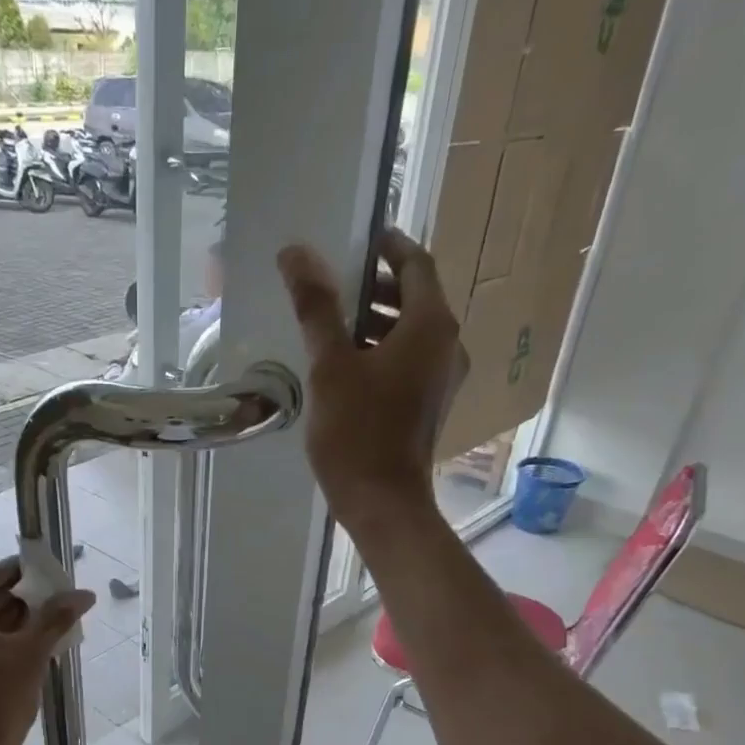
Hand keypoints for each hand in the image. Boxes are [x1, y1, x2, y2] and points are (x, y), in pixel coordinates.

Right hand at [275, 230, 466, 532]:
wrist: (382, 503)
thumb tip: (296, 253)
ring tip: (333, 327)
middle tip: (334, 286)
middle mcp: (448, 346)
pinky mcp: (430, 406)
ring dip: (378, 322)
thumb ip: (316, 307)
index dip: (388, 247)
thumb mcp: (330, 367)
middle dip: (377, 287)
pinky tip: (347, 367)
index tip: (358, 242)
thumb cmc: (356, 433)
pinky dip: (384, 351)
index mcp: (431, 326)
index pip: (416, 264)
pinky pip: (411, 362)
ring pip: (413, 333)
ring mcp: (443, 379)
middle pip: (416, 298)